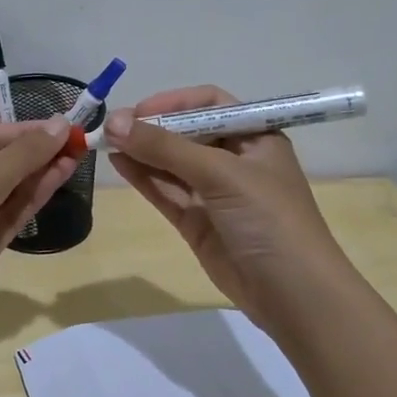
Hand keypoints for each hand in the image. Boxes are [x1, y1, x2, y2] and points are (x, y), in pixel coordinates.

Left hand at [0, 120, 77, 344]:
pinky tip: (58, 181)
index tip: (66, 126)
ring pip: (8, 190)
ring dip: (40, 173)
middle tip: (80, 142)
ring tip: (77, 157)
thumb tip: (59, 124)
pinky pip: (10, 215)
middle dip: (36, 152)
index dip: (26, 131)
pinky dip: (32, 199)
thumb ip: (21, 156)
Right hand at [106, 85, 337, 330]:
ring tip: (104, 143)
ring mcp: (214, 193)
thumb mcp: (221, 174)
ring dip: (141, 152)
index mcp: (255, 137)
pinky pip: (166, 191)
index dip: (174, 102)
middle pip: (186, 132)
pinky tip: (118, 164)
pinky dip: (143, 177)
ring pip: (171, 163)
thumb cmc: (268, 219)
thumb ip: (166, 147)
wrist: (292, 294)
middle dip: (150, 128)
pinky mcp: (197, 221)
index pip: (210, 104)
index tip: (138, 110)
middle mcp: (234, 160)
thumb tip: (114, 122)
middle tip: (111, 127)